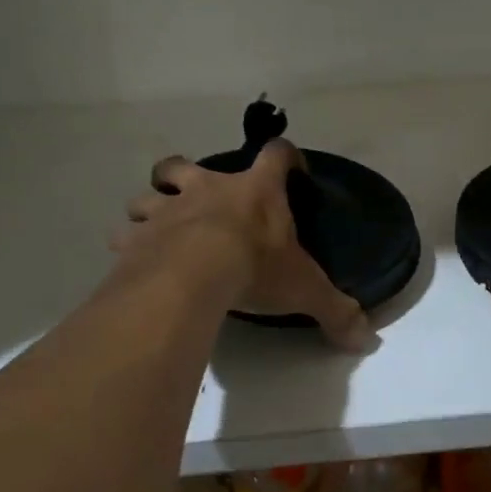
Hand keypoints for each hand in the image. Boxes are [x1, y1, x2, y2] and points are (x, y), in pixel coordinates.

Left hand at [110, 139, 373, 349]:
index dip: (286, 156)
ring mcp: (168, 209)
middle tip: (194, 196)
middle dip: (184, 174)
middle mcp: (208, 189)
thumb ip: (335, 310)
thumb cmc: (256, 268)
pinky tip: (134, 260)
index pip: (277, 154)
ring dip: (150, 208)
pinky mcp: (138, 237)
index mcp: (255, 191)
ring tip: (157, 230)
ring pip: (146, 194)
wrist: (193, 276)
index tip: (293, 168)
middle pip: (184, 163)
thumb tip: (365, 337)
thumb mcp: (305, 290)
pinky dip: (128, 244)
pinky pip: (124, 235)